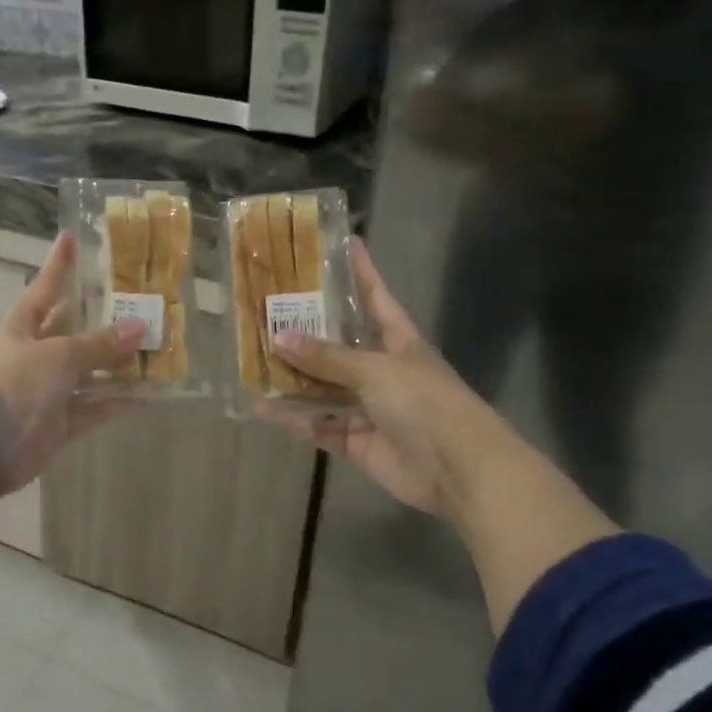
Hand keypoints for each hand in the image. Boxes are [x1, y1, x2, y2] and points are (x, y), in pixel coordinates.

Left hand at [0, 231, 142, 495]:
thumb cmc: (12, 389)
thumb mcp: (57, 357)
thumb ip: (99, 344)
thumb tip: (140, 326)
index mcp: (20, 330)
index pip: (44, 289)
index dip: (58, 264)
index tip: (70, 236)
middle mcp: (33, 355)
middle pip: (72, 331)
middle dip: (103, 320)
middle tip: (139, 302)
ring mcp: (46, 391)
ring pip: (88, 373)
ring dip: (118, 366)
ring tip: (156, 350)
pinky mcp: (58, 423)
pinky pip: (92, 408)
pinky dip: (116, 402)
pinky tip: (147, 393)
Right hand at [267, 239, 498, 519]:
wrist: (458, 469)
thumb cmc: (424, 402)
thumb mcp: (375, 369)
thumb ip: (327, 357)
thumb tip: (278, 338)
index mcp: (397, 340)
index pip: (374, 296)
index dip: (359, 271)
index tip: (342, 242)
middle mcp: (381, 369)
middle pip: (338, 345)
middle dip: (305, 332)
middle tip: (265, 311)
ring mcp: (370, 407)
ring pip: (323, 388)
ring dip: (293, 381)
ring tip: (253, 364)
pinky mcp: (359, 441)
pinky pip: (321, 426)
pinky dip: (297, 420)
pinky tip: (266, 409)